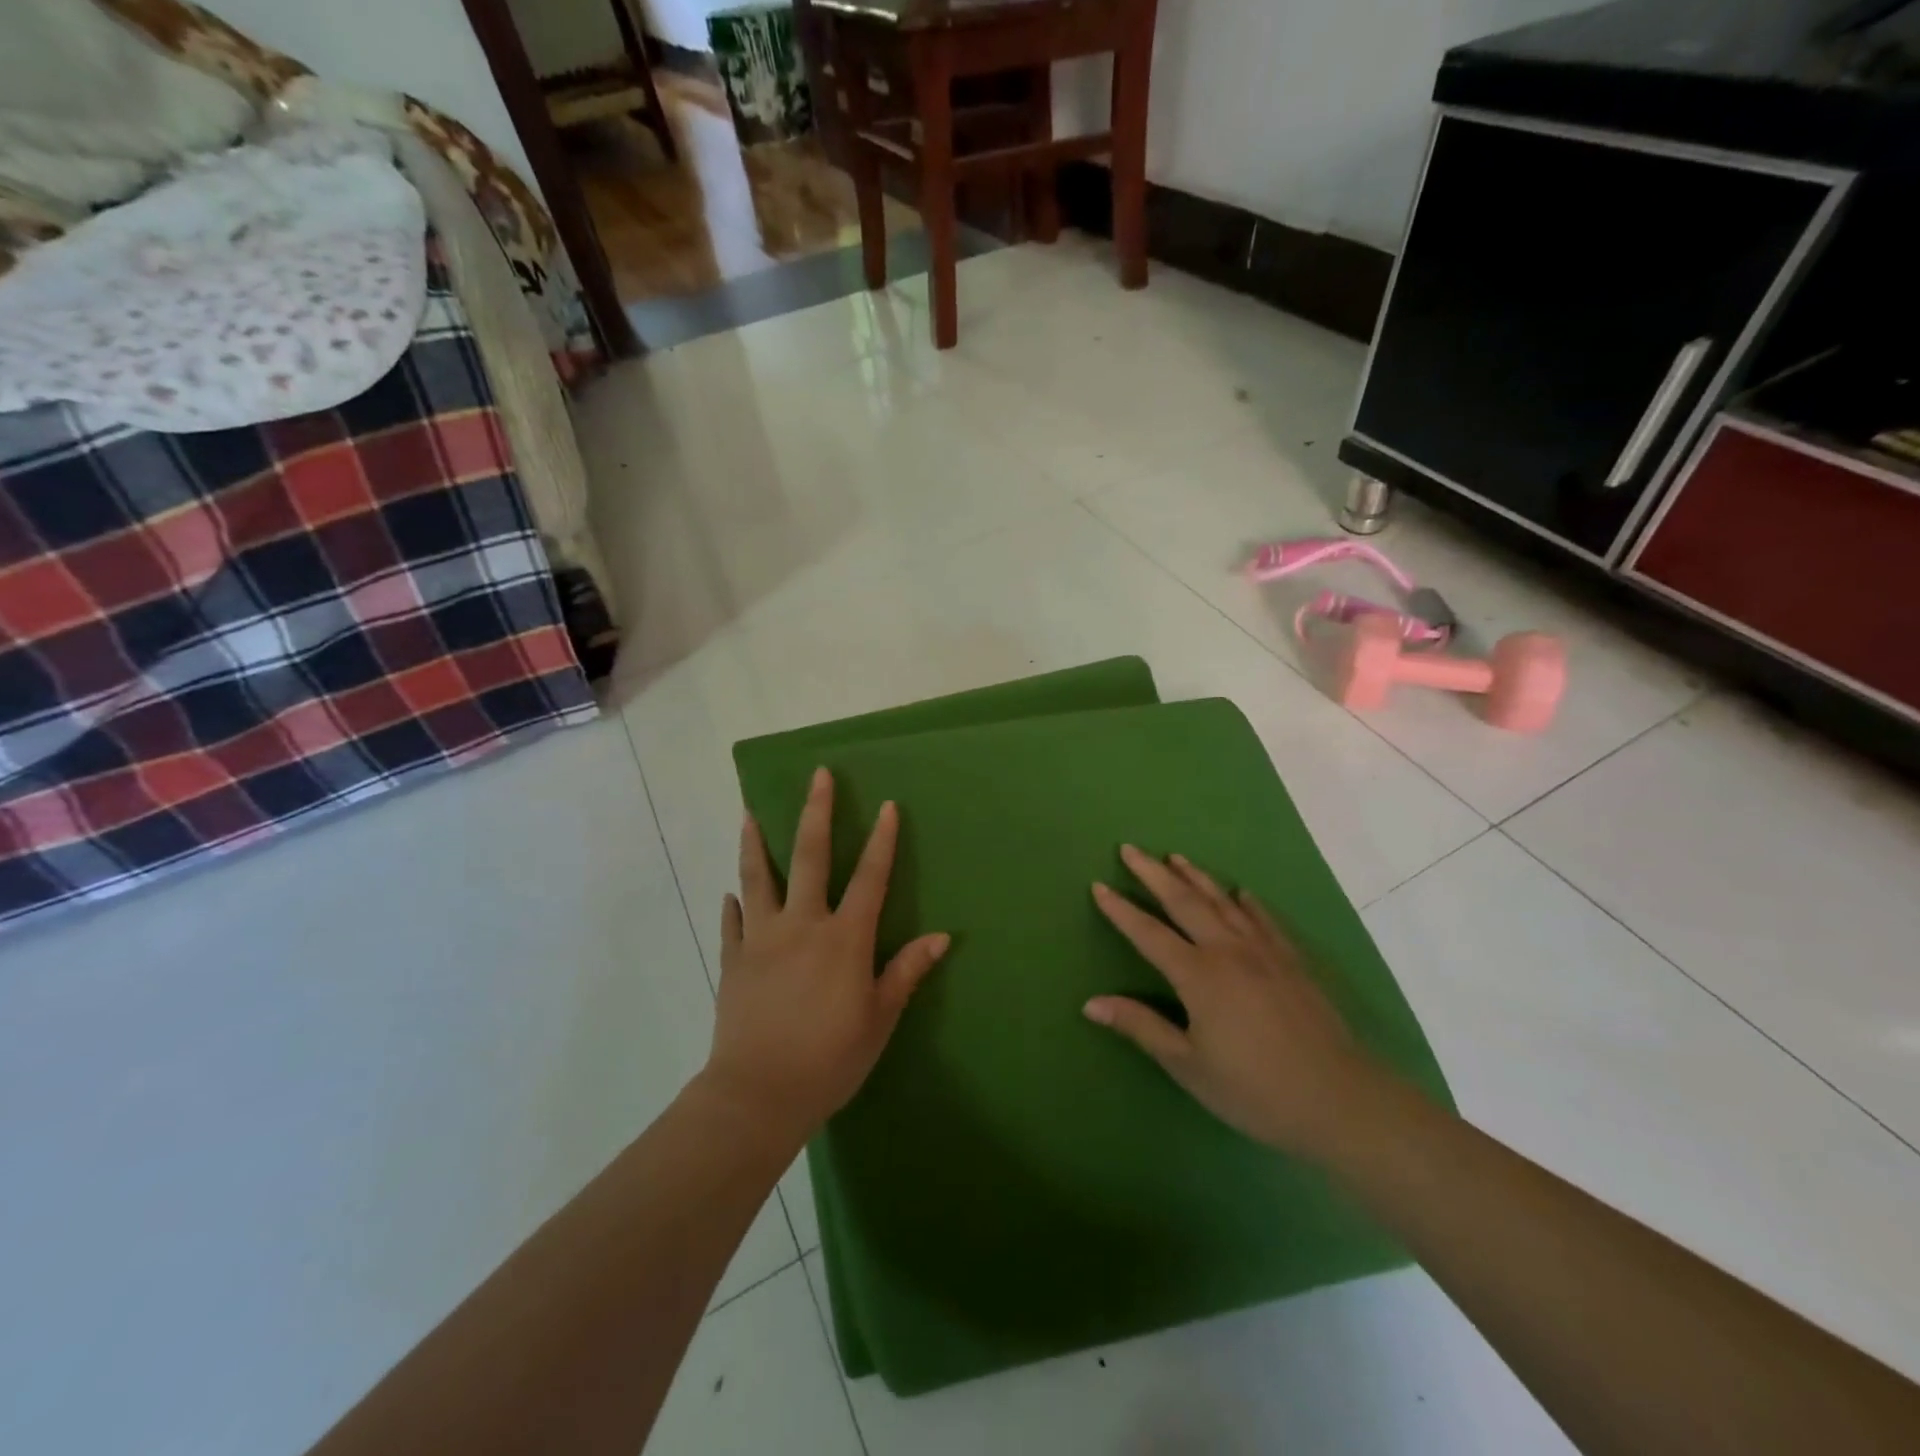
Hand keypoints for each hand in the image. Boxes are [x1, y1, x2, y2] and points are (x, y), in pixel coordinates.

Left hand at [703, 767, 950, 1141]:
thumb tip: (942, 937)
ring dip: (755, 843)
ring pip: (758, 878)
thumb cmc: (830, 1059)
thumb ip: (906, 972)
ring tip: (749, 814)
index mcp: (844, 938)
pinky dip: (734, 905)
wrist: (758, 1095)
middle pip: (810, 857)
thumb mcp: (879, 1019)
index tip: (887, 806)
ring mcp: (762, 939)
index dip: (883, 840)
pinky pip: (732, 923)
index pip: (870, 878)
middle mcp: (802, 925)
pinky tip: (731, 893)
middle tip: (818, 776)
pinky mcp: (733, 960)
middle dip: (816, 813)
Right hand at [1086, 846, 1382, 1158]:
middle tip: (1130, 848)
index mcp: (1197, 975)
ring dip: (1196, 877)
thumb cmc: (1254, 1089)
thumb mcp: (1188, 1065)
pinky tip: (1240, 892)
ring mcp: (1264, 951)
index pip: (1148, 933)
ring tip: (1175, 857)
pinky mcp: (1293, 961)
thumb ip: (1141, 1027)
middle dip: (1153, 874)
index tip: (1098, 885)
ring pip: (1222, 902)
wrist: (1340, 1100)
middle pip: (1184, 902)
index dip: (1120, 909)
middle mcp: (1228, 951)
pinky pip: (1264, 920)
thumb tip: (1090, 1003)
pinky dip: (1247, 902)